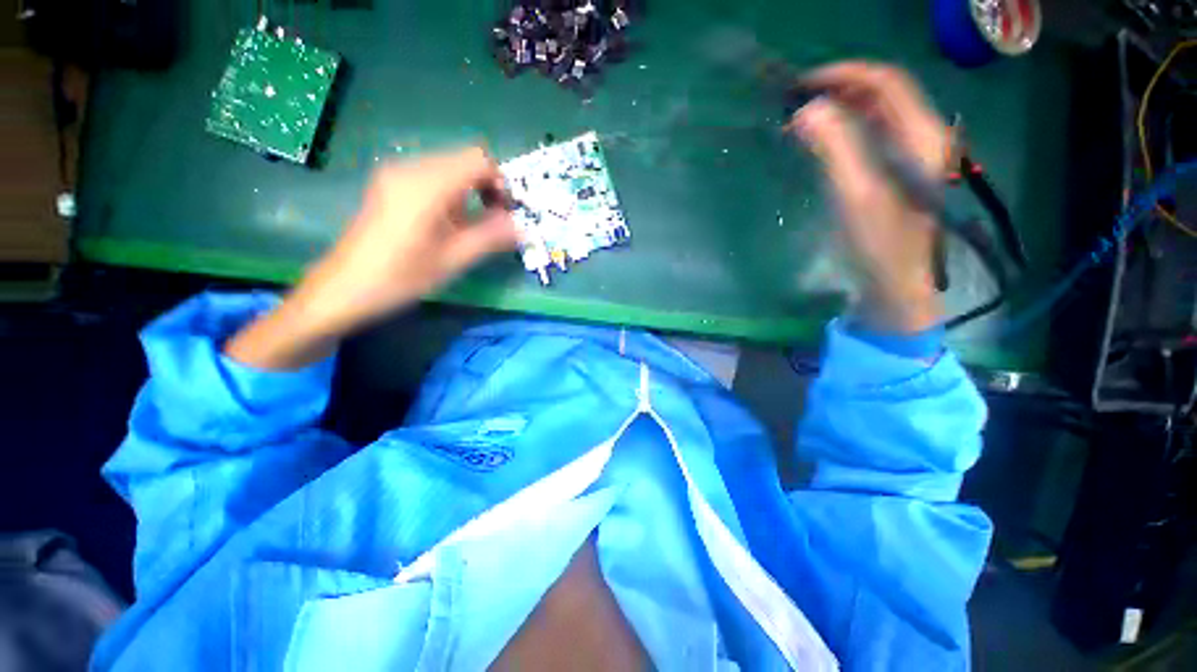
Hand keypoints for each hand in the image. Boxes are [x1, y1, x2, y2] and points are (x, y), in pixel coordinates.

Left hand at [226, 147, 518, 368]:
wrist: (345, 288)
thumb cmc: (402, 276)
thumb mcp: (454, 259)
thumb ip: (492, 237)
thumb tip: (522, 227)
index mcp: (427, 184)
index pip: (479, 160)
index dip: (501, 183)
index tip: (505, 214)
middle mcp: (411, 168)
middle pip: (465, 161)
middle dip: (487, 189)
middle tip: (493, 224)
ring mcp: (396, 174)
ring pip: (450, 170)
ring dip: (470, 194)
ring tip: (469, 229)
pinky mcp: (390, 185)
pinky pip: (432, 179)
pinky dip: (452, 196)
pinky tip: (446, 225)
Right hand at [789, 62, 948, 332]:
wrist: (895, 286)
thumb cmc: (879, 245)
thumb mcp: (856, 195)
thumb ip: (835, 148)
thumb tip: (806, 111)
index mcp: (921, 136)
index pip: (886, 82)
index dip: (844, 74)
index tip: (802, 85)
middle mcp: (922, 137)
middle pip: (882, 94)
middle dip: (839, 90)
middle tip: (796, 104)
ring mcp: (911, 155)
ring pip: (874, 114)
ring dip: (839, 110)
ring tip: (802, 121)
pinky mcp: (896, 172)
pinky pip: (870, 137)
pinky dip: (842, 131)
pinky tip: (820, 142)